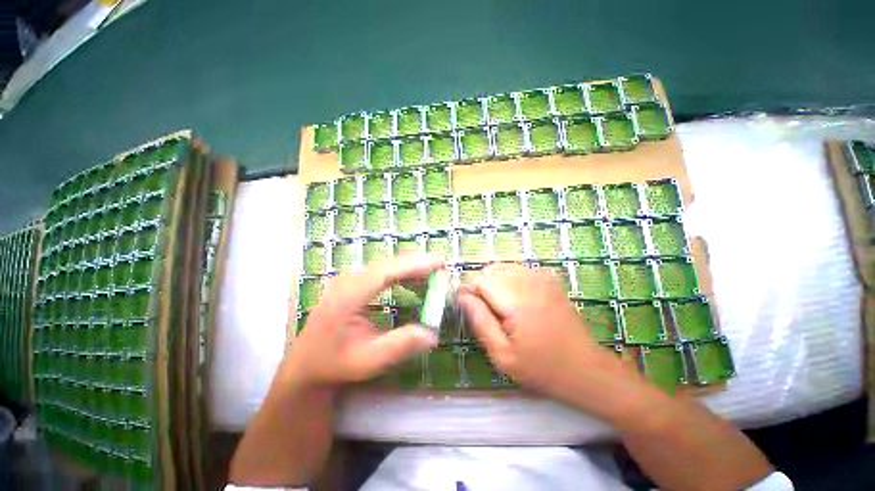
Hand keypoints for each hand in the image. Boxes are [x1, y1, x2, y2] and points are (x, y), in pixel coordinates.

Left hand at [284, 254, 442, 387]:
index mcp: (348, 296)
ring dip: (411, 268)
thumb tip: (433, 334)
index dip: (414, 265)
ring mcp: (351, 280)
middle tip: (442, 270)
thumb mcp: (367, 361)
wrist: (306, 365)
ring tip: (434, 276)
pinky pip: (384, 273)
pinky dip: (403, 274)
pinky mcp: (355, 284)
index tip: (438, 264)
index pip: (385, 272)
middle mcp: (349, 281)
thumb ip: (399, 346)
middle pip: (388, 264)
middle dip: (417, 264)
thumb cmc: (334, 364)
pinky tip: (415, 283)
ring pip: (387, 266)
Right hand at [459, 263, 642, 418]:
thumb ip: (479, 321)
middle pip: (490, 269)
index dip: (469, 291)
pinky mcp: (549, 279)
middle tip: (483, 310)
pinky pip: (518, 270)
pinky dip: (508, 279)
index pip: (480, 279)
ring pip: (503, 267)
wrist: (586, 369)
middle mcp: (530, 281)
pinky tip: (513, 300)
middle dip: (480, 285)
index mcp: (517, 300)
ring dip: (493, 281)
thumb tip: (462, 297)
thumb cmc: (541, 368)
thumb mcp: (502, 354)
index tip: (468, 309)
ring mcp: (542, 277)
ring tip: (497, 306)